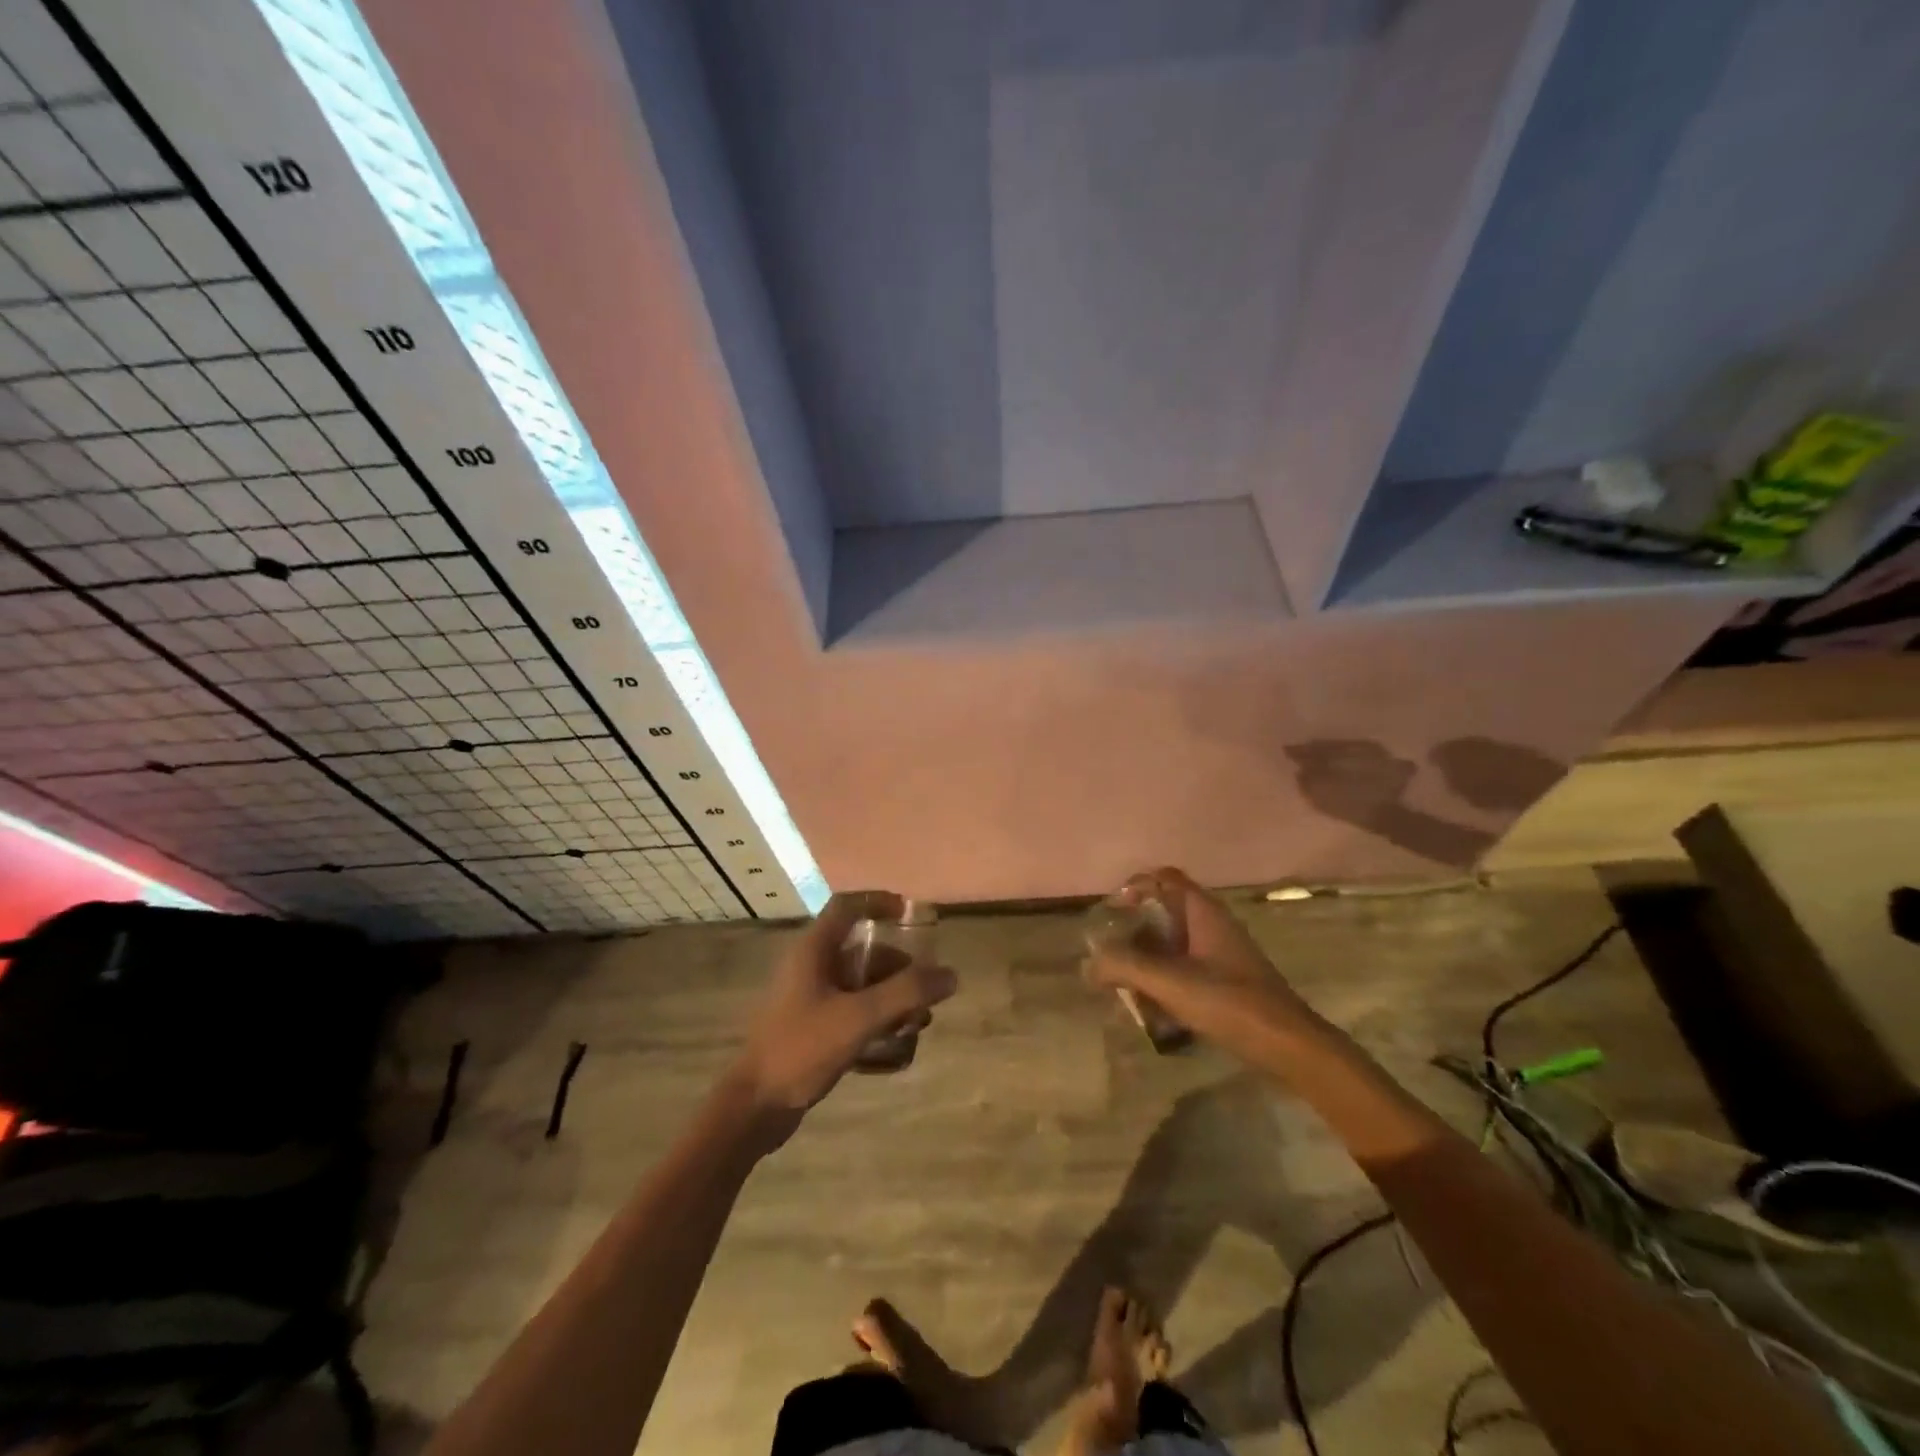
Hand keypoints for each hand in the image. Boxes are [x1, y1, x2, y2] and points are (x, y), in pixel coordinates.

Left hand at [728, 891, 956, 1139]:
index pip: (847, 906)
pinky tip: (898, 1046)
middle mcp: (810, 967)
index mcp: (813, 950)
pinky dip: (876, 1020)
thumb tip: (950, 974)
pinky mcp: (811, 1027)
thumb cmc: (802, 1049)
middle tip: (927, 992)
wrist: (754, 1107)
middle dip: (899, 969)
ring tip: (918, 1024)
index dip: (879, 902)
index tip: (911, 913)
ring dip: (892, 998)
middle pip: (863, 951)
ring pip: (860, 984)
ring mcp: (809, 998)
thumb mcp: (859, 1017)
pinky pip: (852, 1011)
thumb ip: (906, 993)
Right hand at [1085, 867, 1322, 1069]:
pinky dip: (1165, 980)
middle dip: (1134, 930)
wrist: (1289, 1045)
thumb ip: (1124, 967)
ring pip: (1174, 944)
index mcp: (1203, 911)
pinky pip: (1186, 969)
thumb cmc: (1229, 1002)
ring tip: (1124, 984)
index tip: (1111, 912)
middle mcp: (1213, 925)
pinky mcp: (1227, 981)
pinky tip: (1153, 1009)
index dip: (1134, 886)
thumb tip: (1089, 964)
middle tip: (1111, 953)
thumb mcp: (1170, 982)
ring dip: (1147, 959)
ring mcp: (1222, 954)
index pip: (1164, 878)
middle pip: (1165, 912)